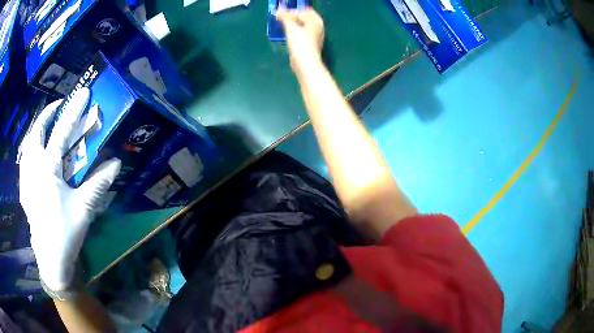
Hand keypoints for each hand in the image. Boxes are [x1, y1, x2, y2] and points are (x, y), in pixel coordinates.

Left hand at [19, 88, 120, 291]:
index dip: (73, 111)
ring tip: (47, 125)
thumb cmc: (65, 232)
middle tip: (59, 106)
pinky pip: (25, 158)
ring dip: (37, 129)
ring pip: (28, 143)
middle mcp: (33, 168)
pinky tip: (36, 151)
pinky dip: (31, 147)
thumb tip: (116, 163)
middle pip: (37, 131)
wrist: (50, 259)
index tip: (84, 93)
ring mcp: (25, 178)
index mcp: (47, 170)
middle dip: (48, 113)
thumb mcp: (84, 208)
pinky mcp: (24, 188)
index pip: (60, 132)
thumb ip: (98, 183)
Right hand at [276, 7, 324, 73]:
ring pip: (302, 26)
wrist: (305, 64)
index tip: (280, 14)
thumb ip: (285, 17)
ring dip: (292, 25)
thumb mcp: (291, 27)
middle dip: (292, 17)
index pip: (304, 11)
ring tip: (282, 26)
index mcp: (316, 21)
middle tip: (280, 19)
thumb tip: (279, 9)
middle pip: (304, 18)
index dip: (291, 11)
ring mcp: (314, 36)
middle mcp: (317, 27)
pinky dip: (294, 32)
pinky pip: (301, 34)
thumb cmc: (300, 44)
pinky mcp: (309, 44)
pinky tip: (287, 36)